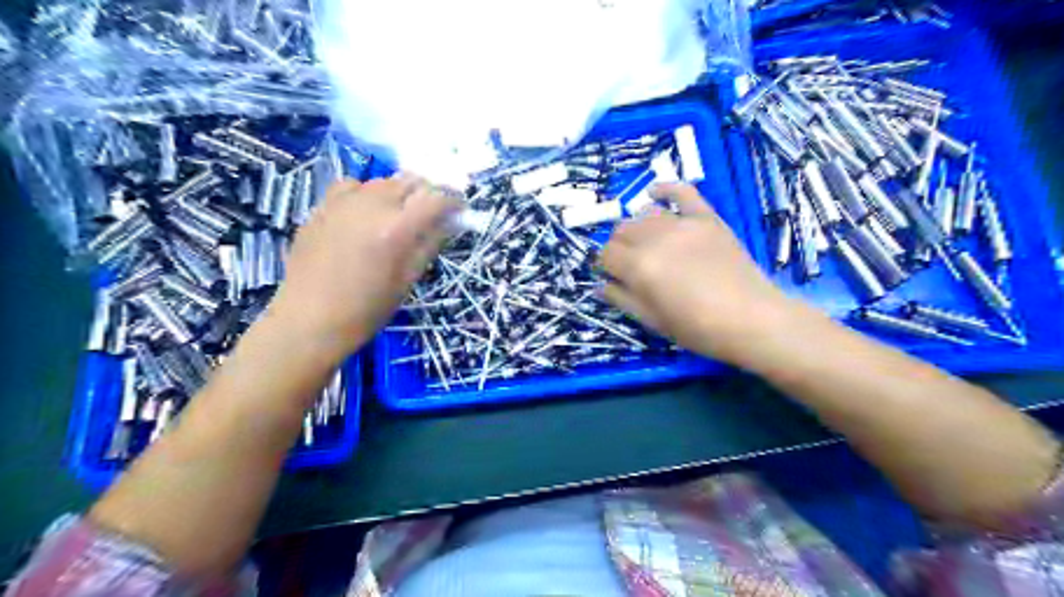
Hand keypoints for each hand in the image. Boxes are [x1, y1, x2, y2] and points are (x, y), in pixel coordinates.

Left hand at [270, 175, 457, 361]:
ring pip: (383, 181)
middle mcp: (371, 206)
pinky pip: (353, 186)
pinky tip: (366, 212)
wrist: (309, 320)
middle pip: (410, 182)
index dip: (453, 201)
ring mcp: (343, 202)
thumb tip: (450, 222)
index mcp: (397, 229)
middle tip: (433, 213)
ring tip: (400, 215)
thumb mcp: (407, 280)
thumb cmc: (366, 310)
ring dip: (400, 192)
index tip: (460, 210)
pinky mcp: (322, 206)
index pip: (436, 198)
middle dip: (428, 193)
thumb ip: (430, 244)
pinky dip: (368, 192)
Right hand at [594, 185, 801, 365]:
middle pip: (621, 230)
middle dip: (618, 246)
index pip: (606, 254)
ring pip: (644, 213)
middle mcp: (655, 239)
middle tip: (630, 265)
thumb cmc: (697, 328)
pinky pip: (681, 191)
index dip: (604, 266)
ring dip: (637, 226)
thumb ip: (622, 299)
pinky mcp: (706, 218)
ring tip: (645, 242)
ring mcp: (682, 224)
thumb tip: (598, 286)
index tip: (613, 277)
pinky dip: (665, 189)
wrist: (751, 319)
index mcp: (639, 267)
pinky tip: (654, 193)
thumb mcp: (652, 321)